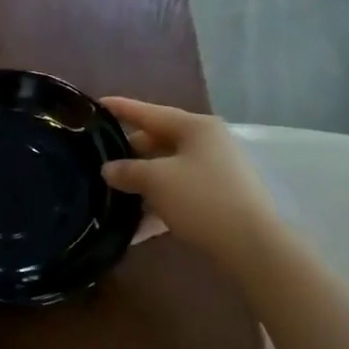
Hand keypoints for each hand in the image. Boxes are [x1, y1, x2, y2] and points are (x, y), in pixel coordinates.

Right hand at [100, 97, 281, 259]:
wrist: (252, 246)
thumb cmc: (201, 199)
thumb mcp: (156, 181)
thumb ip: (127, 171)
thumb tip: (108, 169)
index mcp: (195, 127)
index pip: (150, 112)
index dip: (121, 108)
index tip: (97, 103)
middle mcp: (208, 143)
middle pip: (160, 141)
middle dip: (130, 152)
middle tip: (100, 159)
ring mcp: (217, 172)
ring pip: (168, 170)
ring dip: (142, 182)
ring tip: (112, 193)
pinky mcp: (219, 199)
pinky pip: (180, 194)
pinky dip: (159, 204)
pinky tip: (136, 226)